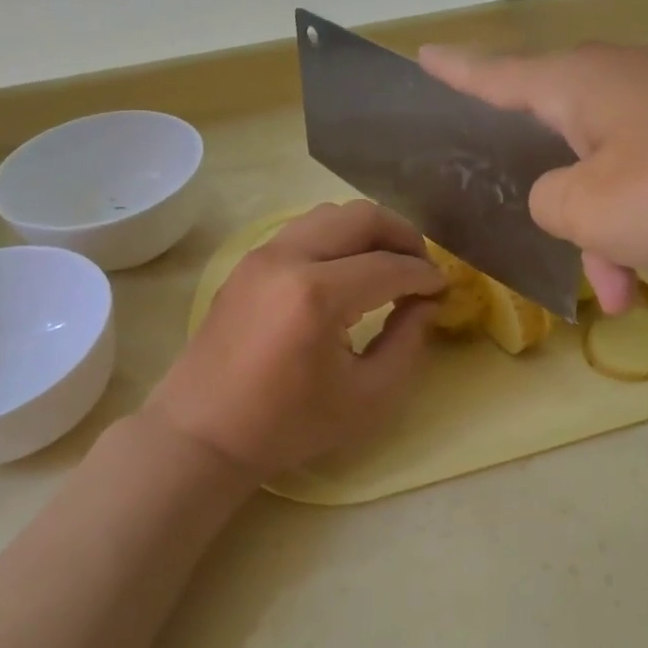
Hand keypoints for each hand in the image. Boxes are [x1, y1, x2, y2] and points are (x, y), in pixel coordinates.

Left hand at [144, 201, 444, 478]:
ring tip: (387, 266)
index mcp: (317, 295)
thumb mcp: (367, 397)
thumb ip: (408, 343)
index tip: (444, 291)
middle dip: (402, 236)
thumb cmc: (288, 425)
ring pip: (329, 214)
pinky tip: (347, 273)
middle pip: (361, 216)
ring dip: (368, 232)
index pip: (390, 266)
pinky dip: (336, 239)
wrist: (203, 433)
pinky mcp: (246, 263)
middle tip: (421, 268)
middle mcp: (287, 258)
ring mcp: (261, 255)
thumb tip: (426, 302)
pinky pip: (303, 230)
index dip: (425, 276)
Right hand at [420, 43, 647, 335]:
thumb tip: (563, 200)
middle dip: (601, 250)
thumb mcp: (594, 210)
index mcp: (578, 90)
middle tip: (620, 302)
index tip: (419, 57)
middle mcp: (630, 93)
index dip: (452, 74)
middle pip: (582, 175)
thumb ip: (548, 207)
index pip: (493, 78)